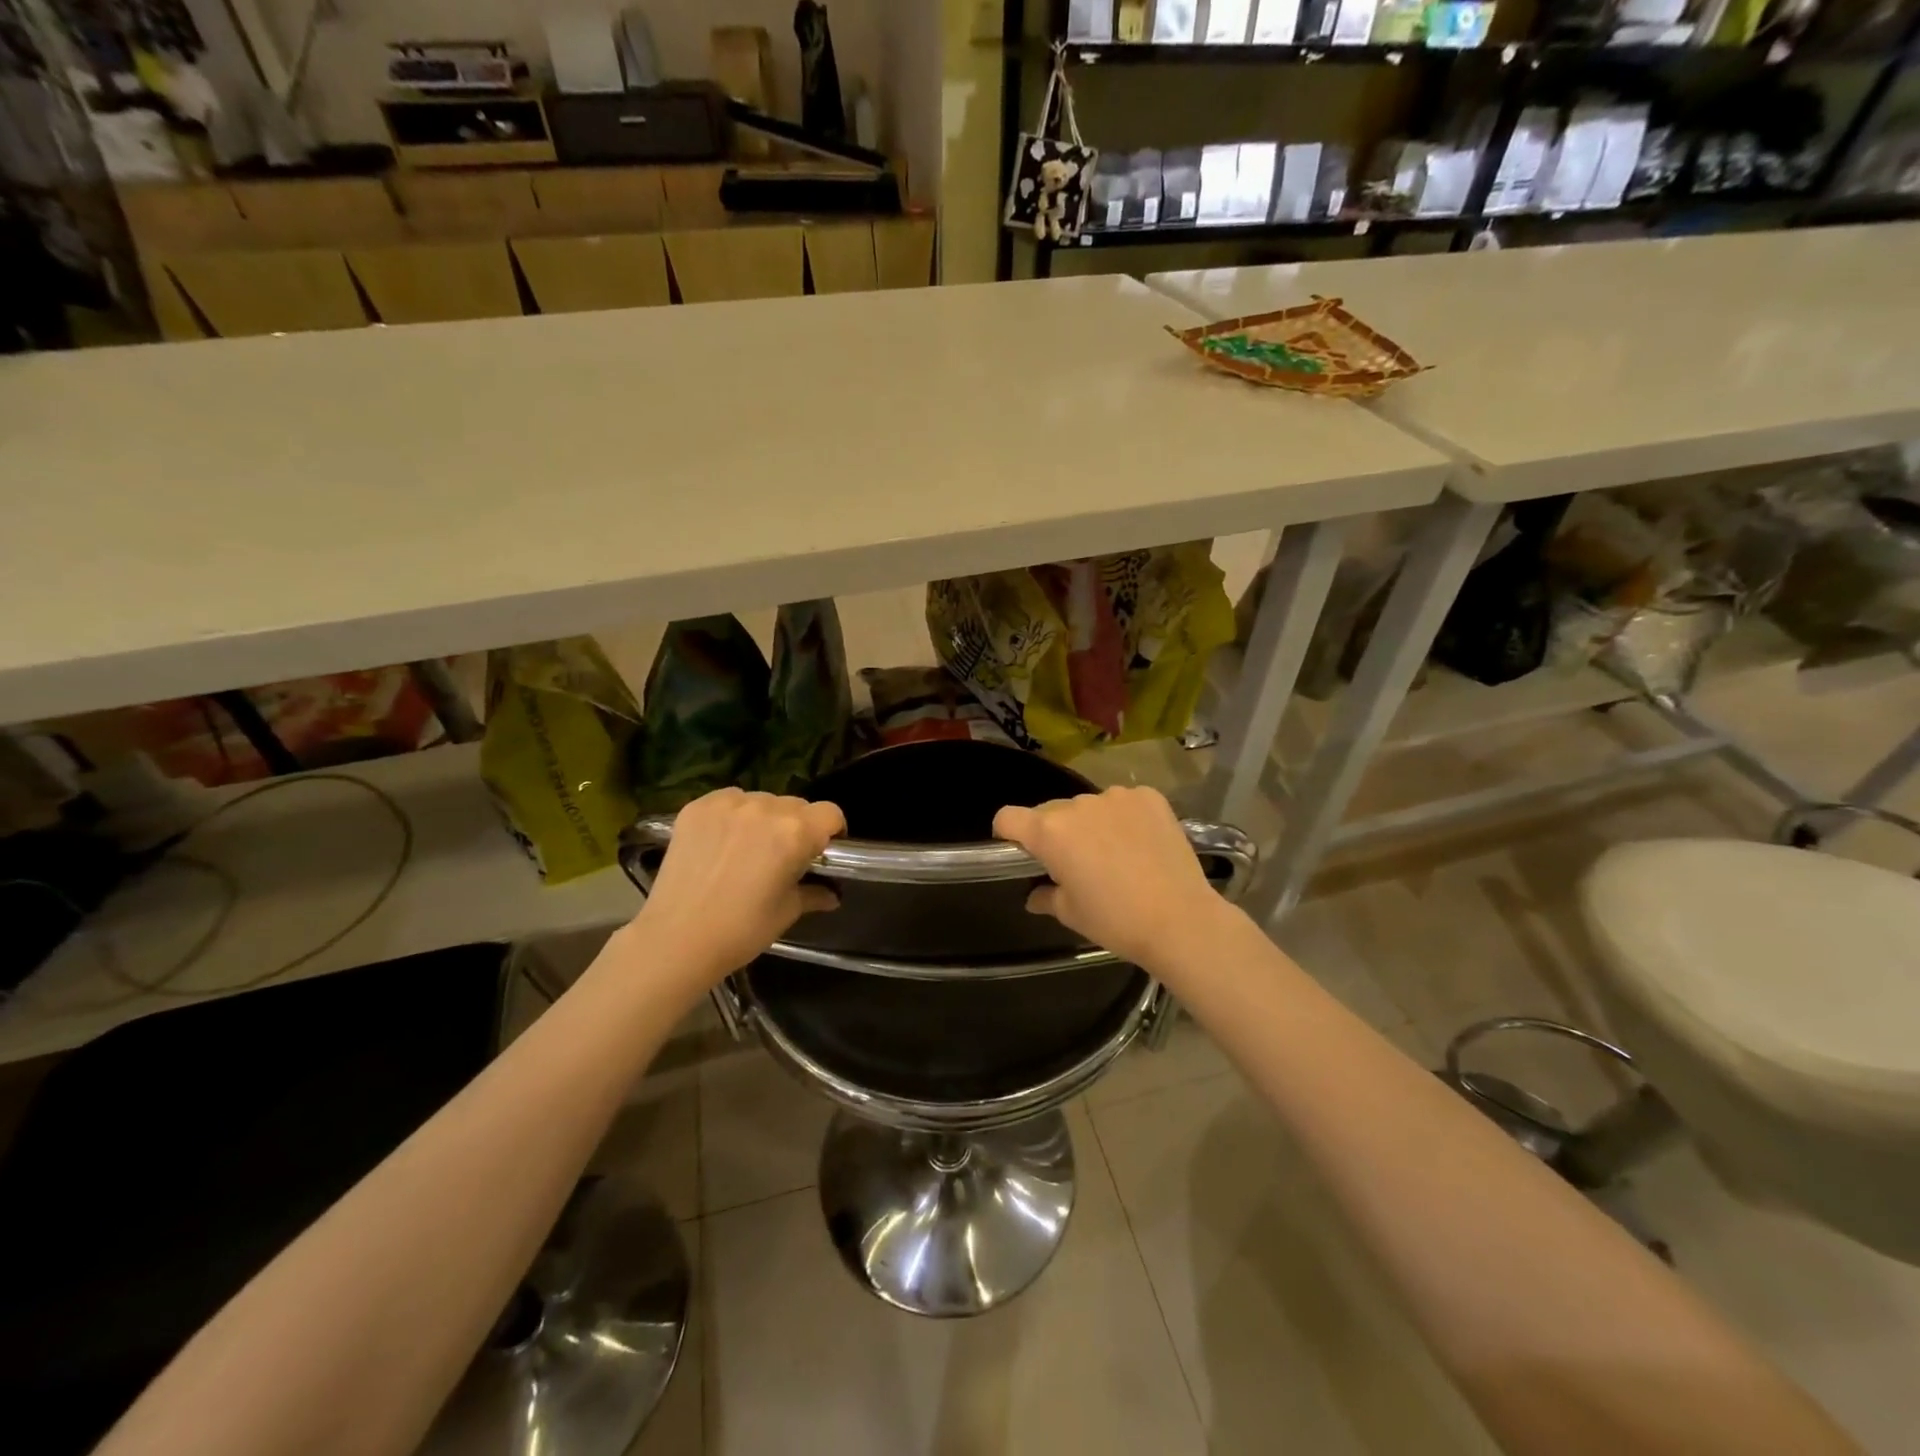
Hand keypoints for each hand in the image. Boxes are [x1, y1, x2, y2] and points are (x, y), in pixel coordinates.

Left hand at [630, 788, 844, 981]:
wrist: (676, 939)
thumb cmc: (742, 930)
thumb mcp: (787, 912)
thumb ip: (814, 893)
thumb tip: (831, 894)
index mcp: (795, 832)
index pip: (830, 813)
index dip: (832, 831)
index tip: (822, 850)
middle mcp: (765, 808)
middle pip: (796, 805)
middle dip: (797, 826)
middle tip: (783, 855)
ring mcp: (728, 804)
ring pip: (762, 801)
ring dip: (764, 819)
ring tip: (748, 849)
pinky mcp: (697, 807)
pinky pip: (729, 801)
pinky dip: (733, 815)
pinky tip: (722, 842)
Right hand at [993, 785, 1226, 969]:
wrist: (1181, 920)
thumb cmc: (1116, 920)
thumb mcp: (1071, 913)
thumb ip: (1045, 896)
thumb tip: (1034, 895)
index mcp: (1049, 832)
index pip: (1007, 817)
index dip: (1007, 834)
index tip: (1020, 853)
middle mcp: (1078, 805)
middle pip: (1050, 812)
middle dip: (1053, 833)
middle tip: (1074, 864)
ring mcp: (1116, 796)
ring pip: (1088, 806)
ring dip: (1090, 824)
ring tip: (1113, 855)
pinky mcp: (1149, 797)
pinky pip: (1123, 802)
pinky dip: (1123, 818)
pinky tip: (1139, 844)